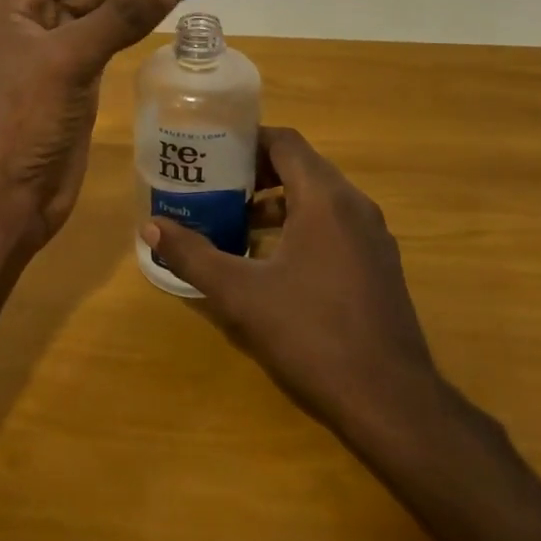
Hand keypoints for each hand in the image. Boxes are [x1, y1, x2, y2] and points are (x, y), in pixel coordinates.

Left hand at [0, 0, 207, 247]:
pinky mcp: (80, 79)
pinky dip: (140, 23)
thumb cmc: (26, 120)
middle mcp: (37, 20)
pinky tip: (168, 12)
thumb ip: (122, 16)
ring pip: (107, 8)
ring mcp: (61, 51)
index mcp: (18, 4)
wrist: (11, 194)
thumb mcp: (70, 60)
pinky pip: (113, 38)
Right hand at [144, 126, 441, 434]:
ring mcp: (373, 236)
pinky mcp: (379, 265)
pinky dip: (301, 225)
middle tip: (215, 187)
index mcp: (326, 199)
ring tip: (236, 222)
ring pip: (319, 198)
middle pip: (301, 167)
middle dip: (256, 173)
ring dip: (278, 202)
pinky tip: (272, 261)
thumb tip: (151, 227)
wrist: (390, 401)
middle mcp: (355, 206)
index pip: (285, 142)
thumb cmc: (311, 335)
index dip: (247, 140)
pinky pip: (335, 225)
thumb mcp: (240, 295)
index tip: (211, 153)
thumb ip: (193, 255)